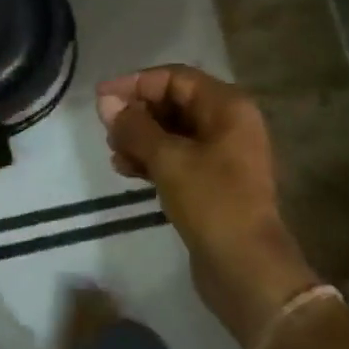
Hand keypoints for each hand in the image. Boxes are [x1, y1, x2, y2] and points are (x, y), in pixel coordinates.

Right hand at [96, 65, 320, 347]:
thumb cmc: (212, 202)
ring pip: (174, 132)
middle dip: (138, 113)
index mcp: (228, 106)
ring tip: (113, 153)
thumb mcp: (168, 159)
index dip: (136, 84)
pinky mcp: (213, 182)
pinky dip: (152, 159)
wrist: (247, 270)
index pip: (175, 78)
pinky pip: (178, 157)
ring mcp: (223, 154)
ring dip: (141, 138)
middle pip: (175, 103)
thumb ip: (135, 127)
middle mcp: (229, 123)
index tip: (101, 98)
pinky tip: (125, 170)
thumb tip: (107, 102)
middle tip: (106, 130)